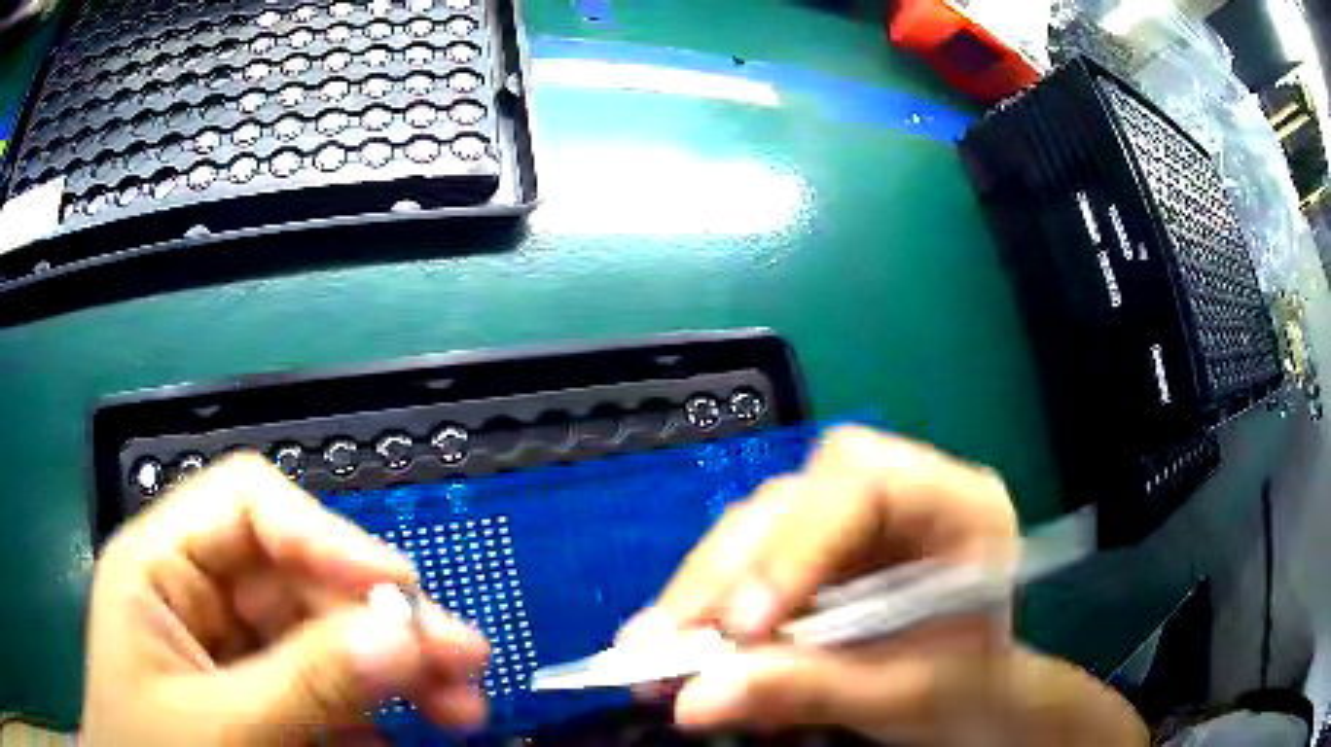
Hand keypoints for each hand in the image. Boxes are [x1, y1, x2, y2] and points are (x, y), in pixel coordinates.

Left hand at [82, 454, 488, 745]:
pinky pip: (326, 689)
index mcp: (162, 565)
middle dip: (383, 622)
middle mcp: (201, 594)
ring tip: (462, 709)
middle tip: (463, 664)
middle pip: (302, 579)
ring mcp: (234, 650)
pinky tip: (405, 738)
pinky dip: (373, 713)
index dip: (326, 535)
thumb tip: (409, 634)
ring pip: (325, 636)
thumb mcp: (219, 729)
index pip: (249, 505)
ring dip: (394, 671)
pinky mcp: (261, 697)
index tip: (401, 592)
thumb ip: (306, 686)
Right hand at [619, 426, 1145, 745]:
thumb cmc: (961, 688)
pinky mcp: (816, 547)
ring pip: (759, 525)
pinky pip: (749, 558)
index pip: (865, 486)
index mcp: (957, 504)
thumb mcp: (899, 694)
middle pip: (796, 500)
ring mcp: (853, 517)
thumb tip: (694, 700)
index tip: (741, 625)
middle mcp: (901, 491)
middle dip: (726, 573)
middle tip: (668, 644)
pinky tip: (676, 638)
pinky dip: (708, 602)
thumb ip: (806, 692)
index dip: (795, 547)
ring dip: (702, 589)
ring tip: (655, 652)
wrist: (969, 695)